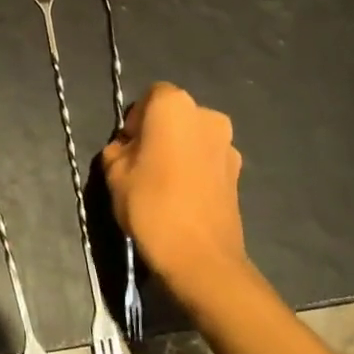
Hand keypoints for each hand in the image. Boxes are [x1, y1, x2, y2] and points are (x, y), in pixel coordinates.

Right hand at [101, 82, 250, 305]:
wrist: (200, 257)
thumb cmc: (150, 205)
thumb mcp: (114, 174)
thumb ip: (118, 150)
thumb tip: (128, 148)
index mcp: (174, 105)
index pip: (151, 96)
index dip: (136, 119)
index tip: (127, 147)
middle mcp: (207, 115)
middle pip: (176, 115)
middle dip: (159, 132)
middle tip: (141, 164)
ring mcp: (228, 144)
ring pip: (194, 138)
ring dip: (179, 151)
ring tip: (163, 184)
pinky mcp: (239, 172)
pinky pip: (208, 160)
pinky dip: (195, 169)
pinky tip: (183, 197)